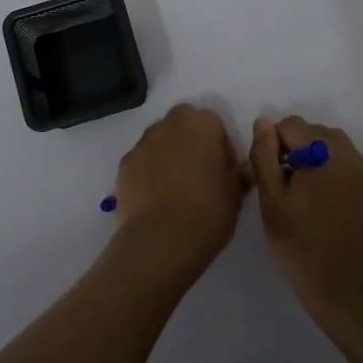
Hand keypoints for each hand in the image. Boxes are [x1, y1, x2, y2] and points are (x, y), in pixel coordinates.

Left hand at [109, 103, 246, 285]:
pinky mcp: (124, 165)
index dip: (220, 145)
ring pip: (159, 139)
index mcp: (201, 124)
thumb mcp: (236, 194)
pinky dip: (147, 172)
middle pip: (182, 122)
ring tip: (174, 187)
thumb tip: (238, 170)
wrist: (162, 240)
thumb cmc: (208, 211)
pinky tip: (154, 198)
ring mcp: (143, 143)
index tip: (223, 169)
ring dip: (167, 153)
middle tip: (198, 171)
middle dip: (190, 140)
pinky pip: (141, 161)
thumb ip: (237, 174)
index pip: (214, 122)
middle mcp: (169, 125)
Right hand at [249, 116, 362, 330]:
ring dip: (307, 161)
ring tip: (296, 198)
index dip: (270, 146)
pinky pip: (339, 164)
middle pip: (309, 132)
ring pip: (325, 147)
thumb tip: (263, 122)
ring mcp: (360, 169)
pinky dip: (323, 173)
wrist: (352, 290)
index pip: (288, 125)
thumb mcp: (272, 202)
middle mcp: (346, 151)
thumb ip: (265, 156)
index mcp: (323, 150)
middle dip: (289, 151)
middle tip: (278, 191)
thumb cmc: (304, 247)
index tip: (265, 179)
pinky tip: (315, 206)